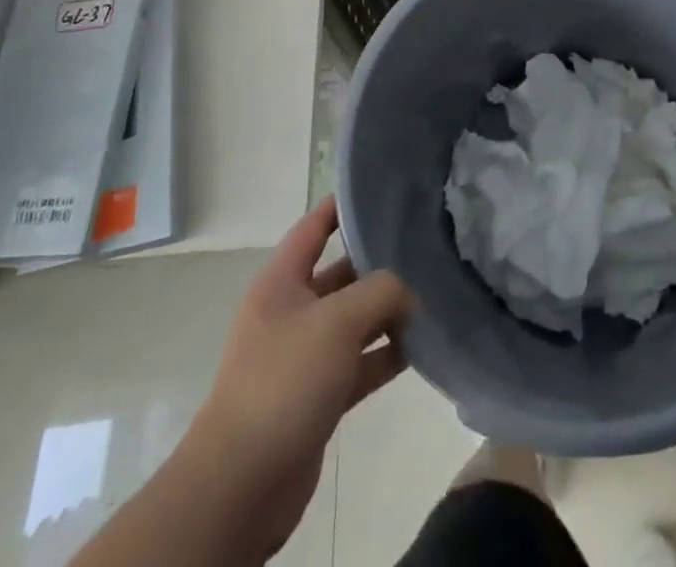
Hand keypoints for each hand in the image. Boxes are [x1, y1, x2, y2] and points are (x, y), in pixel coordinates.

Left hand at [188, 197, 412, 557]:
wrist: (242, 483)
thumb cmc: (284, 381)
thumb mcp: (336, 321)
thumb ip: (379, 292)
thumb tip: (408, 292)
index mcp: (281, 281)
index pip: (313, 227)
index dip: (342, 206)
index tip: (380, 191)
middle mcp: (291, 311)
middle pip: (340, 274)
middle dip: (378, 264)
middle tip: (424, 248)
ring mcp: (303, 355)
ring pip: (353, 321)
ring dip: (387, 312)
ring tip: (432, 296)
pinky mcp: (317, 395)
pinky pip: (358, 362)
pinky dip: (384, 354)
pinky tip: (420, 348)